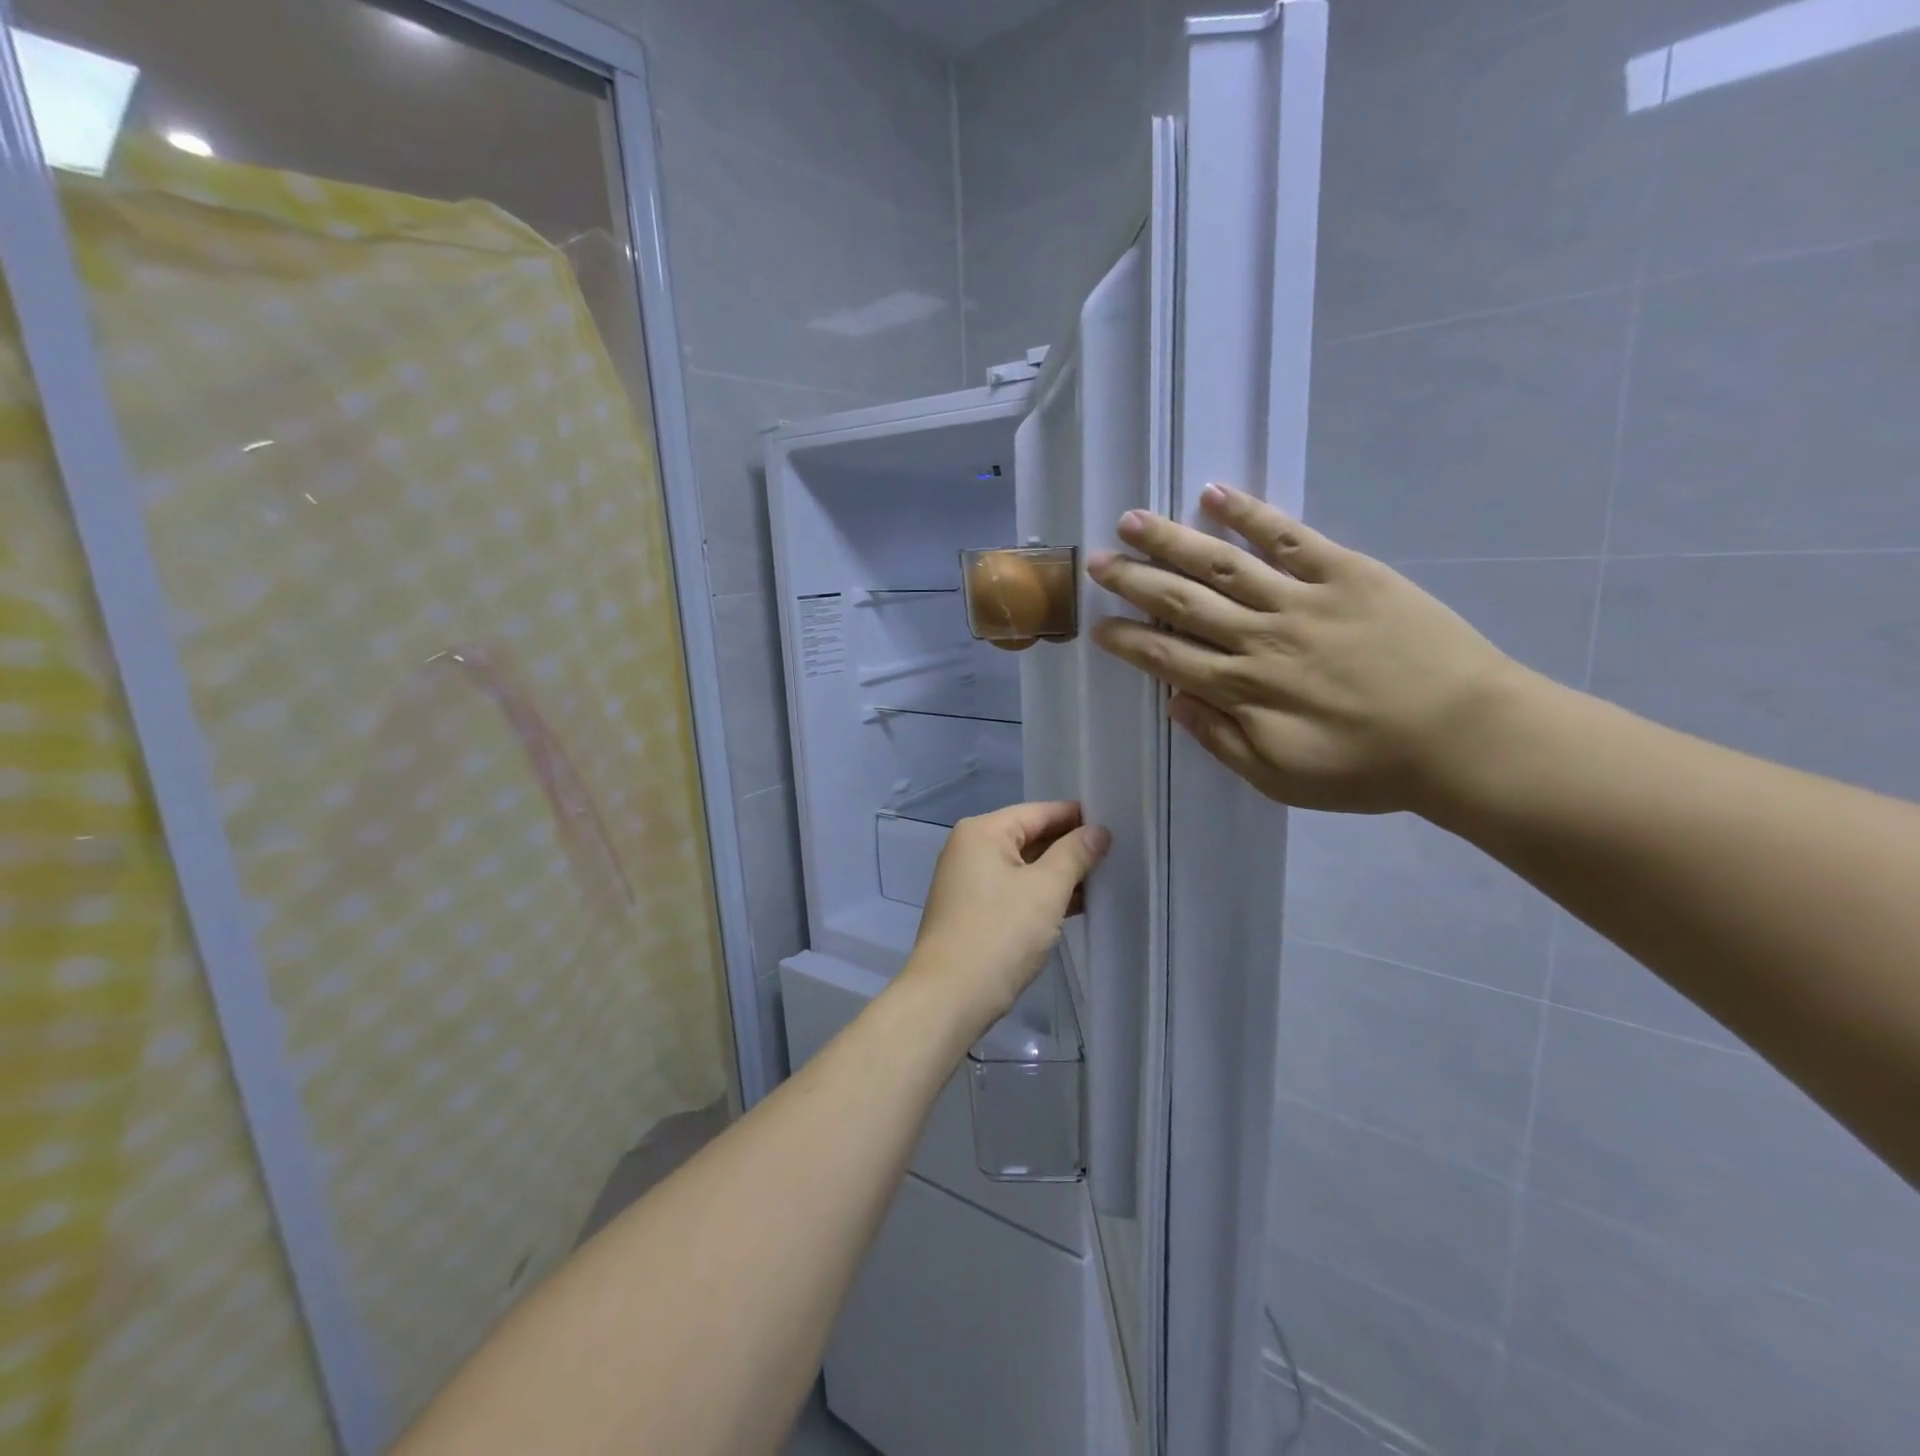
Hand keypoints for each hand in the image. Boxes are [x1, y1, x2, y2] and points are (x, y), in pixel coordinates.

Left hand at [908, 802, 1109, 1029]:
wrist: (950, 997)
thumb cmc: (1000, 932)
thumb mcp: (1046, 889)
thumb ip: (1075, 854)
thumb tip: (1097, 831)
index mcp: (982, 832)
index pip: (1038, 812)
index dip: (1076, 817)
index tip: (1114, 822)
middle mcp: (970, 849)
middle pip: (1030, 837)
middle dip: (1070, 847)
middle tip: (1116, 852)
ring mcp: (969, 883)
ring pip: (1024, 867)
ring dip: (1060, 874)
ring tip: (1105, 878)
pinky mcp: (973, 912)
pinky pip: (1015, 891)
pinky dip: (1042, 896)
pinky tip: (1076, 905)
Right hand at [1088, 484, 1523, 814]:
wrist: (1464, 737)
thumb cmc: (1368, 768)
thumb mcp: (1280, 778)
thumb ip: (1221, 740)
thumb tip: (1175, 701)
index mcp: (1243, 689)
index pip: (1166, 657)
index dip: (1127, 640)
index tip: (1097, 625)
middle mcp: (1259, 637)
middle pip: (1181, 602)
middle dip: (1133, 581)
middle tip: (1096, 561)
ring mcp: (1301, 599)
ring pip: (1221, 564)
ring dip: (1172, 541)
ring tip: (1132, 520)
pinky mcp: (1346, 572)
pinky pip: (1289, 537)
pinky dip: (1251, 514)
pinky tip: (1215, 495)